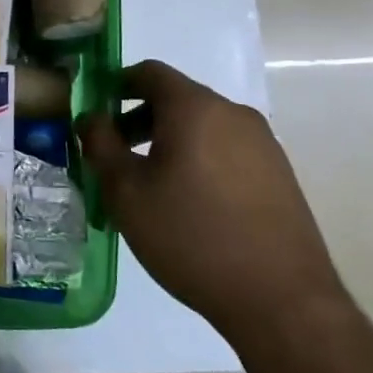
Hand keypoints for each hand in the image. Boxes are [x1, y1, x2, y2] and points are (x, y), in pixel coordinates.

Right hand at [80, 60, 346, 351]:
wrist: (281, 301)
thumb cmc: (190, 236)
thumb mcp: (126, 192)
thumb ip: (100, 145)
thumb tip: (91, 118)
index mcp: (195, 108)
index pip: (149, 72)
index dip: (117, 85)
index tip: (97, 113)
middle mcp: (233, 113)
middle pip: (177, 99)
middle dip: (140, 118)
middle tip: (115, 155)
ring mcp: (263, 143)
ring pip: (203, 126)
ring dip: (170, 142)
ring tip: (150, 185)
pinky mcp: (280, 174)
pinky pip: (227, 150)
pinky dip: (200, 160)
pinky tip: (190, 204)